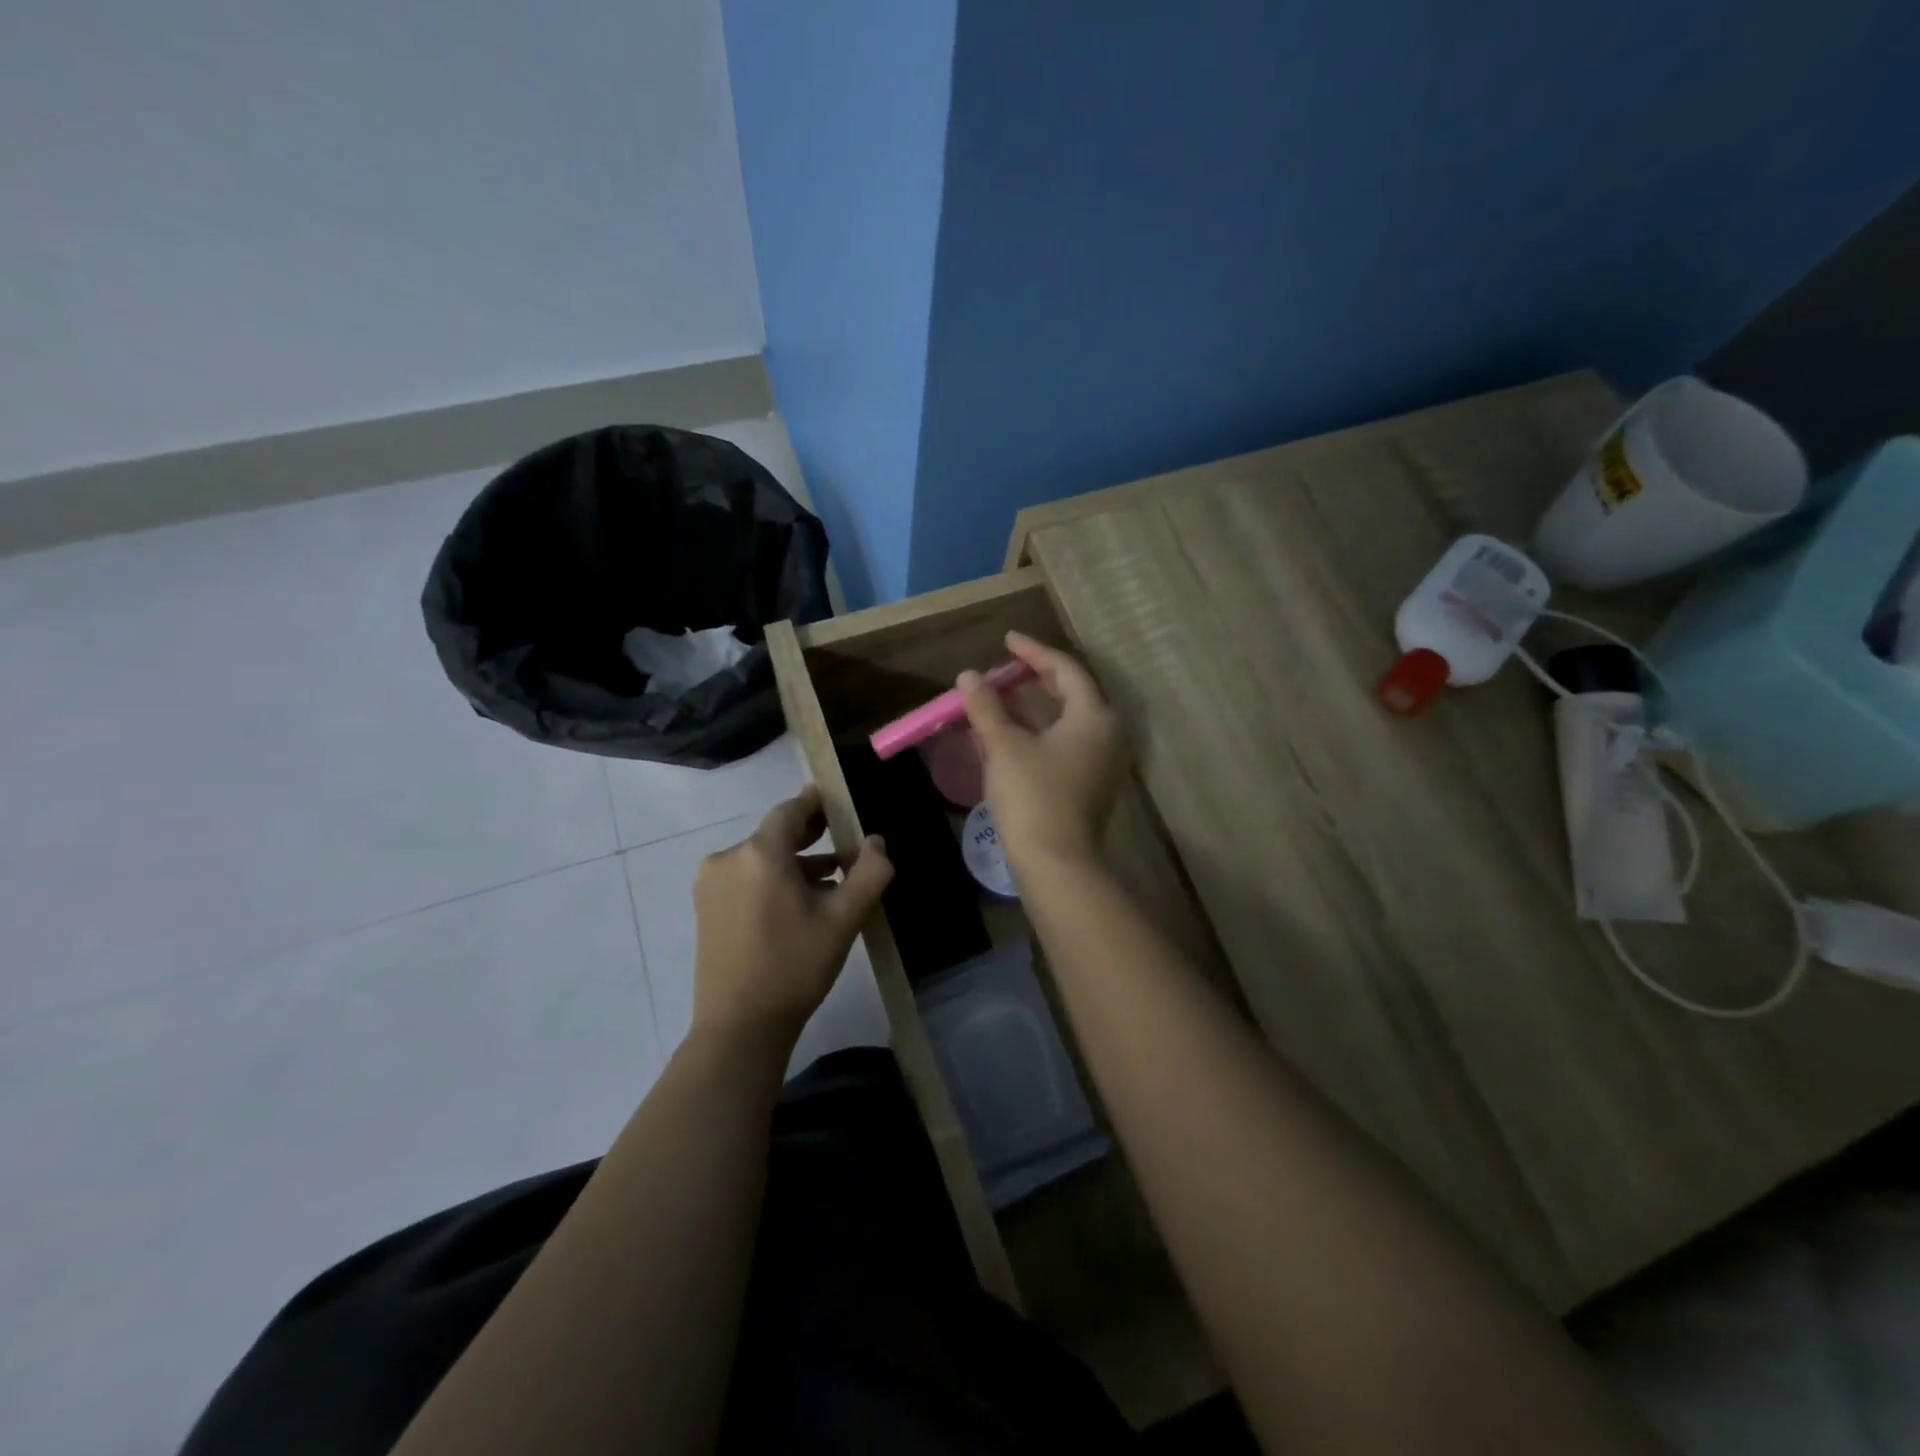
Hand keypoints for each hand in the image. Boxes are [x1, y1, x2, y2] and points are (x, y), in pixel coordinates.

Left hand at [691, 786, 892, 1044]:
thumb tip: (877, 842)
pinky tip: (799, 902)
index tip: (836, 798)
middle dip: (809, 834)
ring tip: (831, 878)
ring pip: (760, 859)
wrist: (740, 1026)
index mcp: (759, 854)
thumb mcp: (843, 920)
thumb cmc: (795, 966)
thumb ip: (869, 874)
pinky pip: (745, 878)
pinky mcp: (706, 908)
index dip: (815, 802)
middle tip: (841, 835)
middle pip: (774, 834)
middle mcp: (728, 859)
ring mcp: (712, 885)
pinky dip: (772, 880)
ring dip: (793, 862)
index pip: (790, 811)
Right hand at [959, 631, 1127, 873]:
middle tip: (1009, 666)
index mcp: (1094, 716)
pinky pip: (1069, 742)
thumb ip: (986, 706)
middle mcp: (1108, 734)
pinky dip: (1045, 729)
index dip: (1034, 652)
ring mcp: (1104, 762)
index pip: (1065, 669)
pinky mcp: (1093, 784)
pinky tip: (1018, 733)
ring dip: (1040, 705)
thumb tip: (968, 676)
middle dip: (1039, 677)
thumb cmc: (1032, 796)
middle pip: (1074, 692)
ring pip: (1071, 719)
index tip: (1008, 640)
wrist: (1056, 862)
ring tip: (1008, 695)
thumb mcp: (1004, 746)